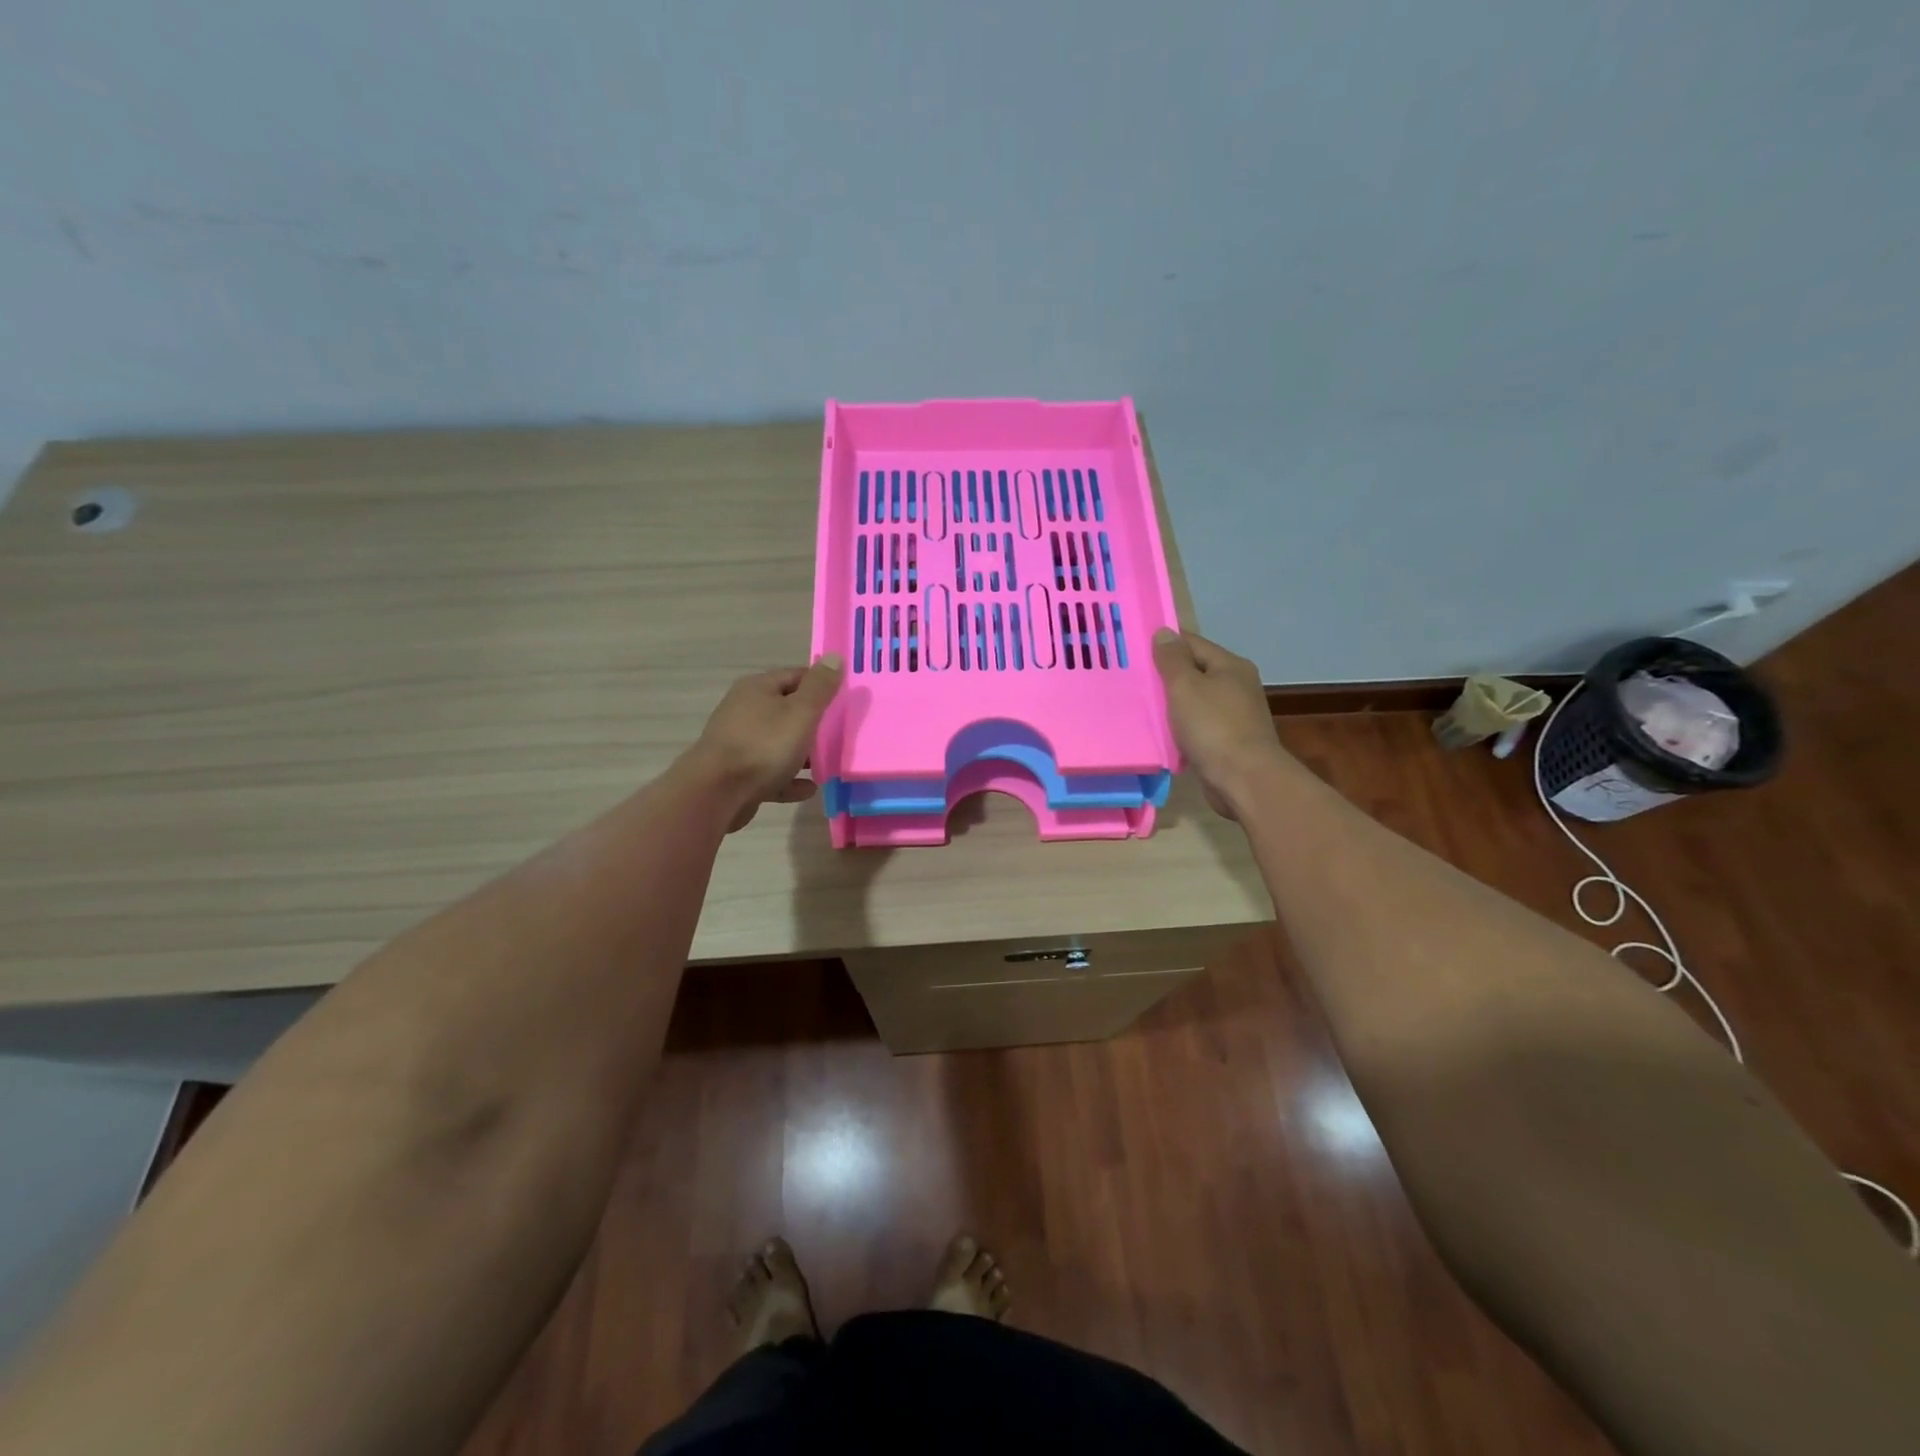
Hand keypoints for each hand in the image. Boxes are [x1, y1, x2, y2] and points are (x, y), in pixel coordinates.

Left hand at [684, 656, 843, 831]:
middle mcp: (744, 711)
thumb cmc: (764, 745)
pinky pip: (771, 773)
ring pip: (778, 743)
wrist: (717, 793)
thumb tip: (834, 656)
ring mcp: (739, 743)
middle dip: (813, 721)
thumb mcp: (800, 712)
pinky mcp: (737, 774)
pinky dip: (790, 778)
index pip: (796, 676)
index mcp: (757, 688)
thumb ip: (820, 687)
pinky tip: (809, 788)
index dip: (821, 684)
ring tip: (828, 763)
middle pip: (786, 710)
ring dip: (802, 753)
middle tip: (840, 732)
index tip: (845, 699)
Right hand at [1152, 629, 1292, 817]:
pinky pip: (1197, 726)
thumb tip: (1164, 632)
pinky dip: (1179, 727)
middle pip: (1194, 672)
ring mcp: (1234, 715)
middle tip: (1131, 678)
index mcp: (1230, 666)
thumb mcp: (1186, 687)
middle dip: (1165, 675)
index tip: (1134, 649)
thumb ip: (1172, 659)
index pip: (1192, 643)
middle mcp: (1236, 686)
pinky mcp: (1227, 742)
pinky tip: (1159, 733)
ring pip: (1194, 701)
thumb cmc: (1213, 727)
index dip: (1164, 644)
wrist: (1244, 780)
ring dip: (1171, 704)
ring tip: (1139, 705)